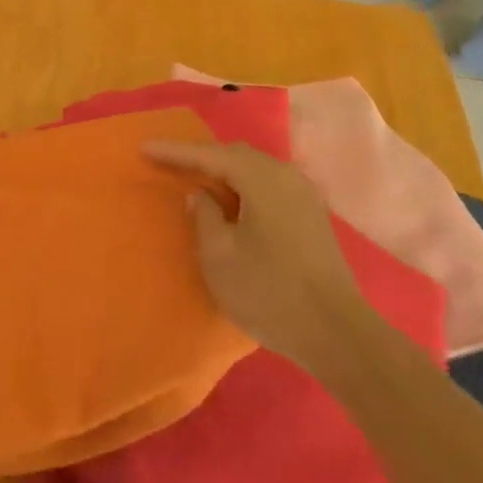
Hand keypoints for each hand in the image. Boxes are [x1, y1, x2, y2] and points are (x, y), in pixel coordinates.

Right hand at [146, 140, 361, 368]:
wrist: (338, 334)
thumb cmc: (270, 292)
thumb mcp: (219, 256)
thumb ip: (204, 216)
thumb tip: (201, 195)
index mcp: (260, 178)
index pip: (208, 155)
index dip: (174, 152)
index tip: (144, 148)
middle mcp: (284, 175)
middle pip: (234, 155)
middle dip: (200, 157)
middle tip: (168, 163)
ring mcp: (303, 194)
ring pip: (254, 169)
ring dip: (224, 172)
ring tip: (196, 180)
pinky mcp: (312, 215)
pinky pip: (268, 185)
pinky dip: (244, 186)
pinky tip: (232, 202)